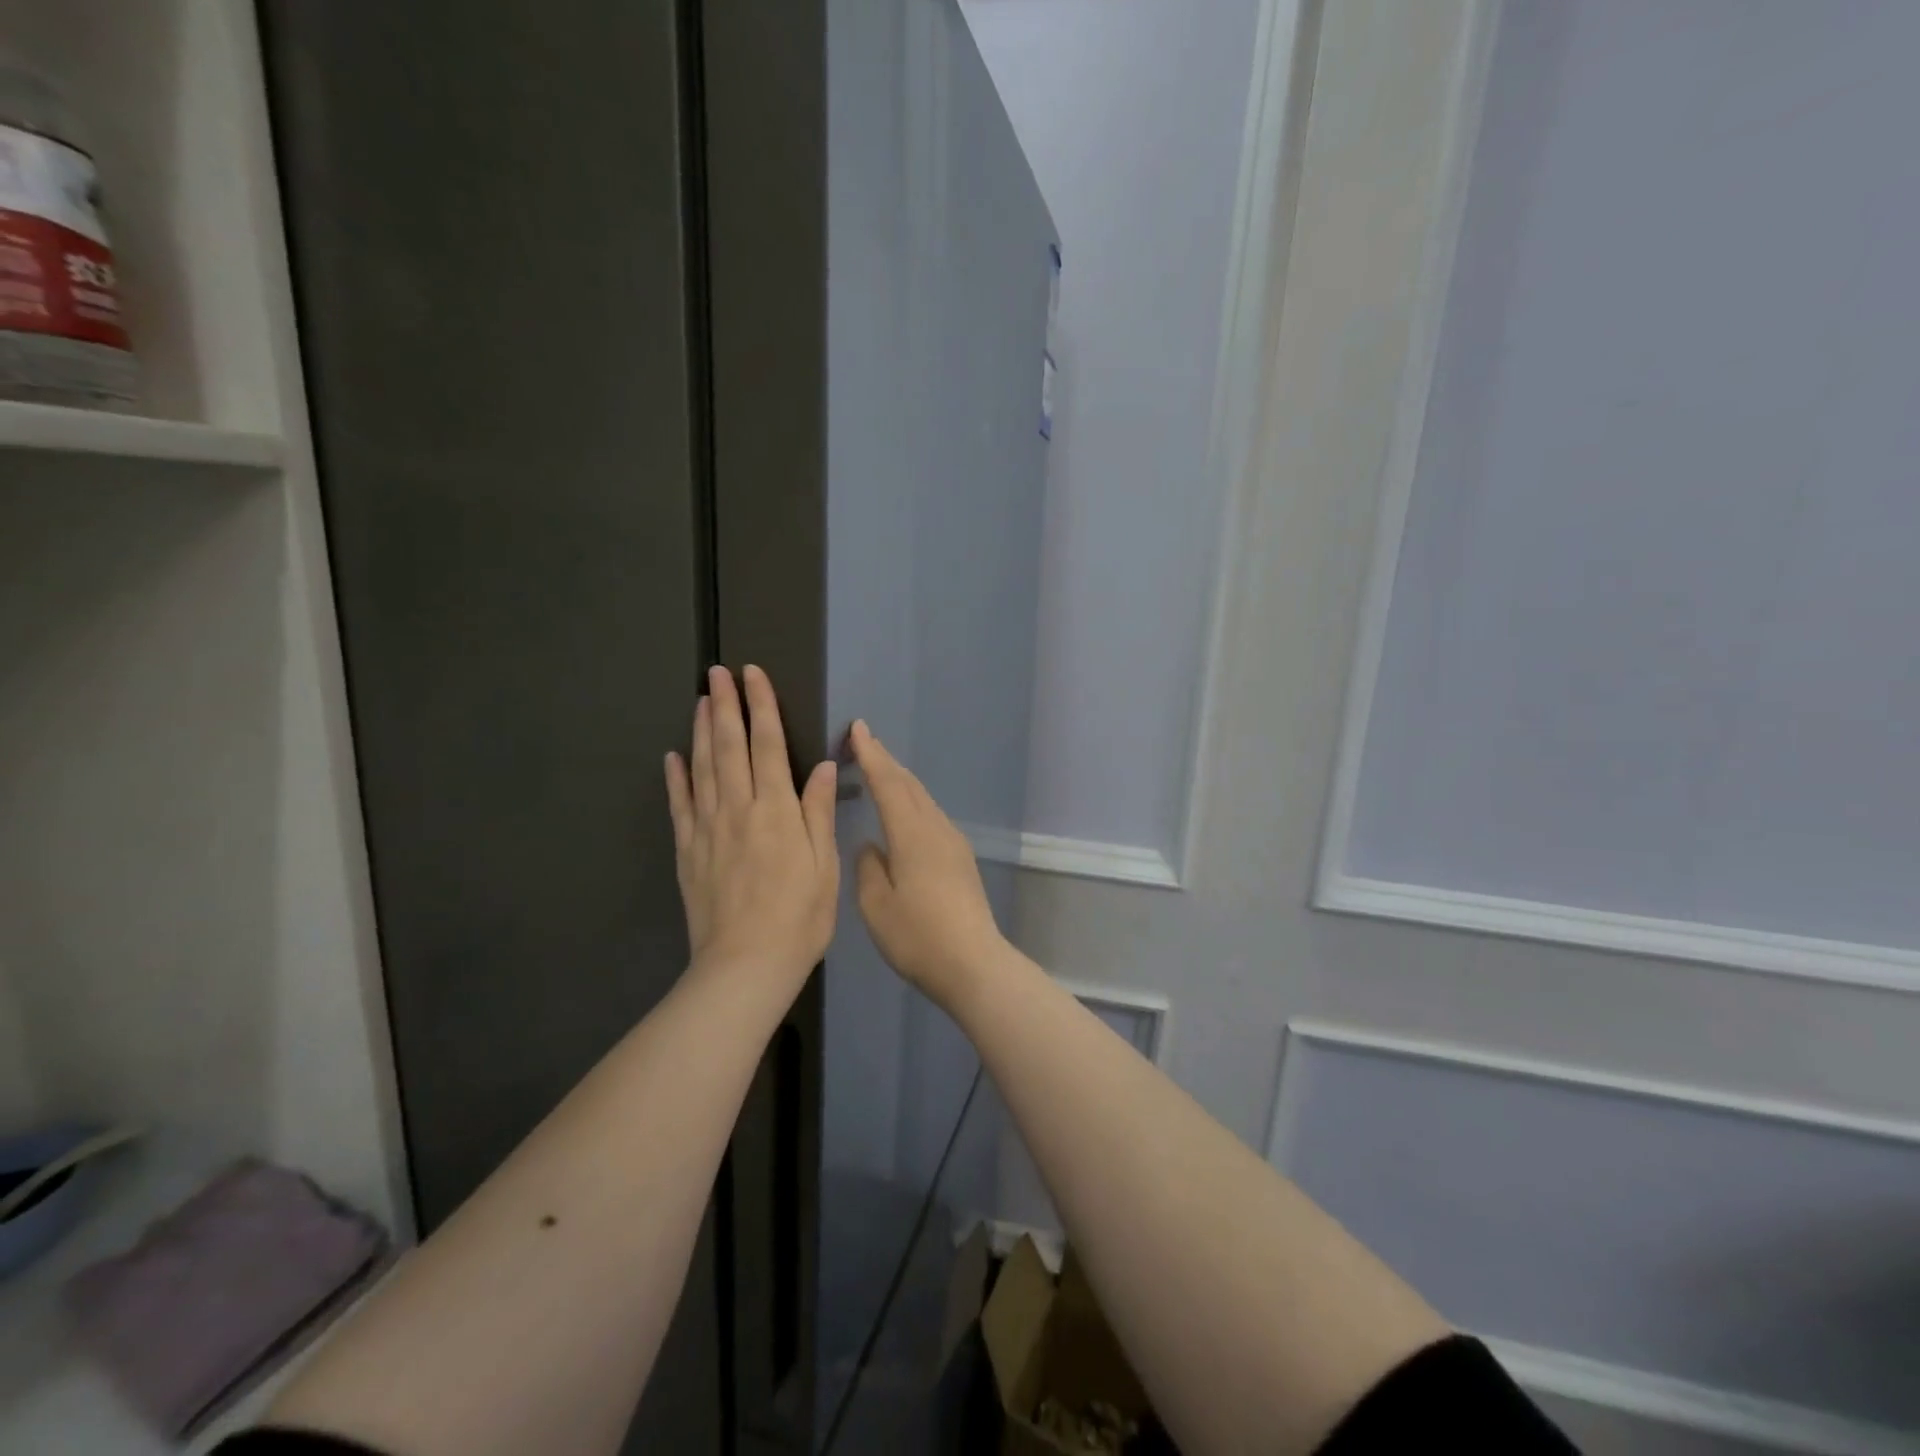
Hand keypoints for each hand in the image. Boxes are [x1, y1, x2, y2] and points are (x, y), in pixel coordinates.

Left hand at [666, 666, 839, 987]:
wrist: (745, 966)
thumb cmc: (799, 918)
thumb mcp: (825, 866)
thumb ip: (819, 812)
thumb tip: (822, 765)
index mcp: (777, 811)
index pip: (767, 746)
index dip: (761, 707)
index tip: (753, 675)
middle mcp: (738, 810)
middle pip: (730, 747)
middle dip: (725, 706)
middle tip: (717, 672)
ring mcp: (708, 830)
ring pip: (703, 769)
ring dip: (702, 731)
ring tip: (700, 700)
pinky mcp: (688, 852)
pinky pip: (680, 806)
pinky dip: (676, 778)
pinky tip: (673, 757)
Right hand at [850, 721, 1005, 1007]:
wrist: (973, 963)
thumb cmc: (917, 936)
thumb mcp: (876, 905)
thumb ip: (868, 867)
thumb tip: (872, 846)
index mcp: (911, 833)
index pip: (887, 782)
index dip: (870, 754)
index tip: (857, 728)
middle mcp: (936, 828)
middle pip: (909, 785)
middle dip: (885, 761)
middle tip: (863, 743)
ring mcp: (953, 843)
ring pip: (923, 799)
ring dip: (901, 782)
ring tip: (880, 772)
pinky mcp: (961, 859)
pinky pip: (931, 816)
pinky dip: (913, 803)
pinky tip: (905, 815)